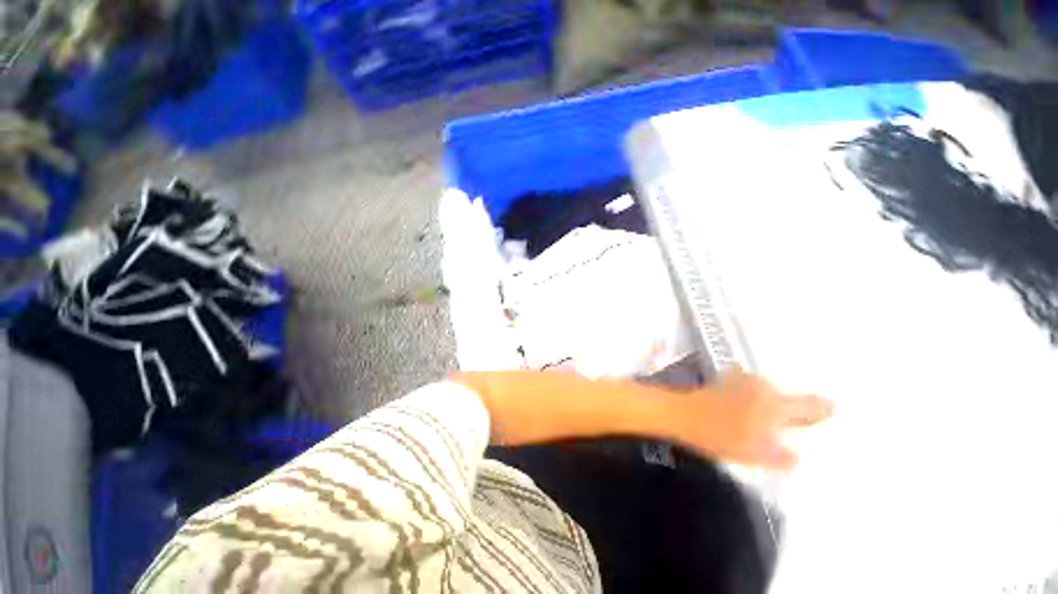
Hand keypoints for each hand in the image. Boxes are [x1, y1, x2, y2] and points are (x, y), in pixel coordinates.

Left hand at [675, 369, 832, 470]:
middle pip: (791, 397)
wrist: (682, 413)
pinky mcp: (729, 379)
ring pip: (772, 392)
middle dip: (797, 410)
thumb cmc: (718, 435)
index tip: (834, 414)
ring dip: (776, 404)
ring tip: (773, 423)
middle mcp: (763, 386)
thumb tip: (796, 456)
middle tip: (801, 425)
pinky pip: (755, 389)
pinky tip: (752, 412)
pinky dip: (759, 398)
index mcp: (775, 404)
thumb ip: (781, 457)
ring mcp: (744, 379)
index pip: (811, 404)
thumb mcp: (753, 454)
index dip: (824, 410)